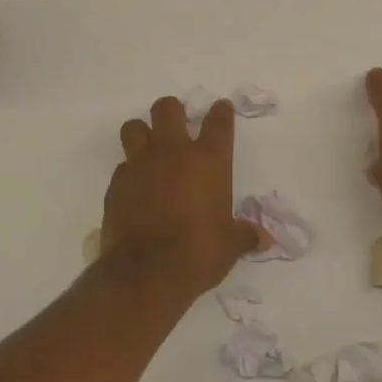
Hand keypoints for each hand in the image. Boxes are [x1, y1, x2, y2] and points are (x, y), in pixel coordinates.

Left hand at [98, 96, 263, 302]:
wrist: (147, 273)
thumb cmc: (199, 253)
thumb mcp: (230, 246)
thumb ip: (246, 235)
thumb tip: (265, 239)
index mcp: (209, 161)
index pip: (218, 122)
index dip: (221, 112)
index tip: (221, 108)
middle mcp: (173, 154)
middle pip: (167, 109)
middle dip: (172, 112)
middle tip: (177, 124)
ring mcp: (140, 166)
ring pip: (135, 128)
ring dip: (142, 133)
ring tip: (149, 149)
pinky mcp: (116, 184)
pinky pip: (122, 166)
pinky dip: (129, 172)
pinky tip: (136, 188)